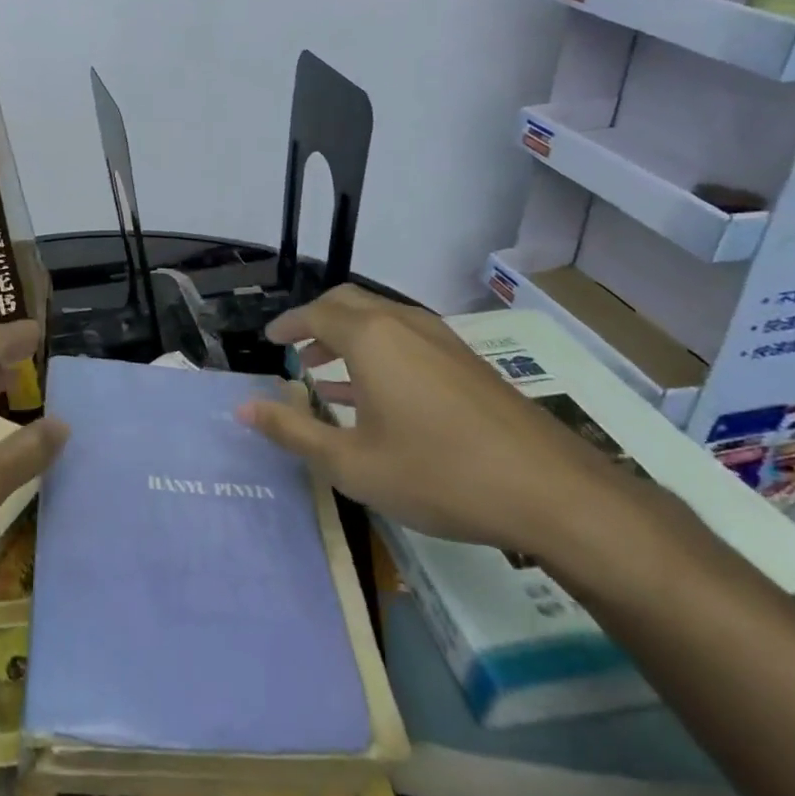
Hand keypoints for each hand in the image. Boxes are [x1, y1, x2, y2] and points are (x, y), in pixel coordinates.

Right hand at [237, 286, 634, 556]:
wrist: (551, 492)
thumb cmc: (438, 474)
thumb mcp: (351, 463)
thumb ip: (293, 431)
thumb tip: (243, 408)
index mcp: (372, 338)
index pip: (316, 313)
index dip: (288, 325)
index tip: (270, 341)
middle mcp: (405, 325)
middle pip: (350, 303)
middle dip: (317, 321)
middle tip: (296, 349)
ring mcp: (443, 341)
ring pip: (382, 320)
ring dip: (349, 337)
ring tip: (326, 372)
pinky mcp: (468, 363)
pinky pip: (408, 340)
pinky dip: (379, 352)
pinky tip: (376, 395)